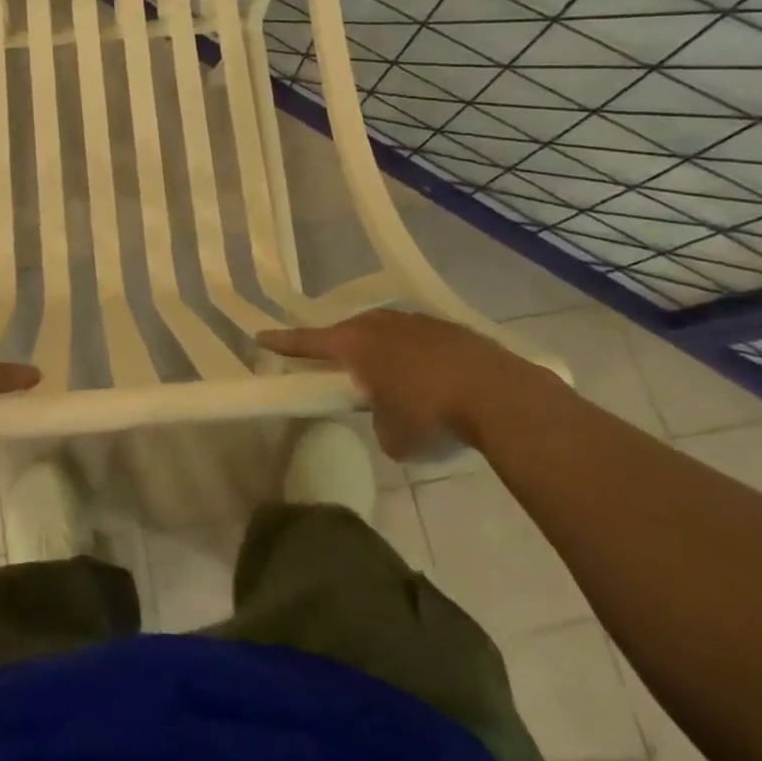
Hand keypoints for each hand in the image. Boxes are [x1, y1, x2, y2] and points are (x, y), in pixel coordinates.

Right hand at [262, 310, 559, 459]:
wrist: (501, 396)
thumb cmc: (432, 415)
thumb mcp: (394, 438)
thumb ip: (380, 423)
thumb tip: (390, 418)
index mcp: (356, 344)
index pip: (308, 342)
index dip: (283, 342)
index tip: (260, 336)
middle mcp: (380, 324)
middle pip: (348, 332)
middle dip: (341, 349)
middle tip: (339, 368)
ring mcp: (417, 322)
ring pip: (387, 333)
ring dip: (383, 352)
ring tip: (393, 379)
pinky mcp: (450, 329)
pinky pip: (420, 340)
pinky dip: (417, 357)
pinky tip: (433, 380)